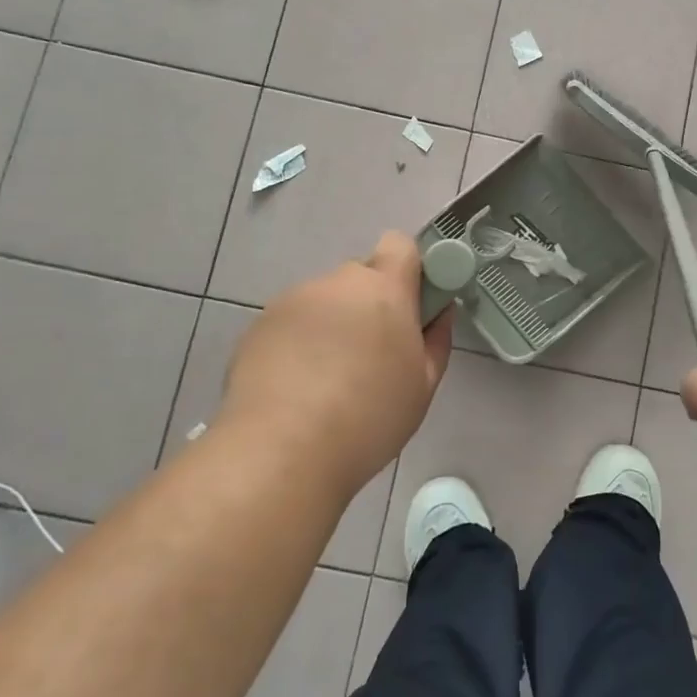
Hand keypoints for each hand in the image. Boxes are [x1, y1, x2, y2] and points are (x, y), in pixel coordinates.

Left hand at [221, 232, 453, 493]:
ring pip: (324, 301)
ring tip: (327, 381)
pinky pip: (292, 323)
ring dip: (333, 325)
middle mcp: (337, 283)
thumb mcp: (423, 385)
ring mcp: (292, 301)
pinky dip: (299, 343)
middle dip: (370, 304)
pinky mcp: (258, 326)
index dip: (409, 269)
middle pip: (361, 277)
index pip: (400, 245)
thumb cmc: (369, 419)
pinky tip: (296, 388)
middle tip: (372, 355)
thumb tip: (438, 312)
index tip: (412, 306)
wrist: (282, 451)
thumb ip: (436, 339)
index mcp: (384, 289)